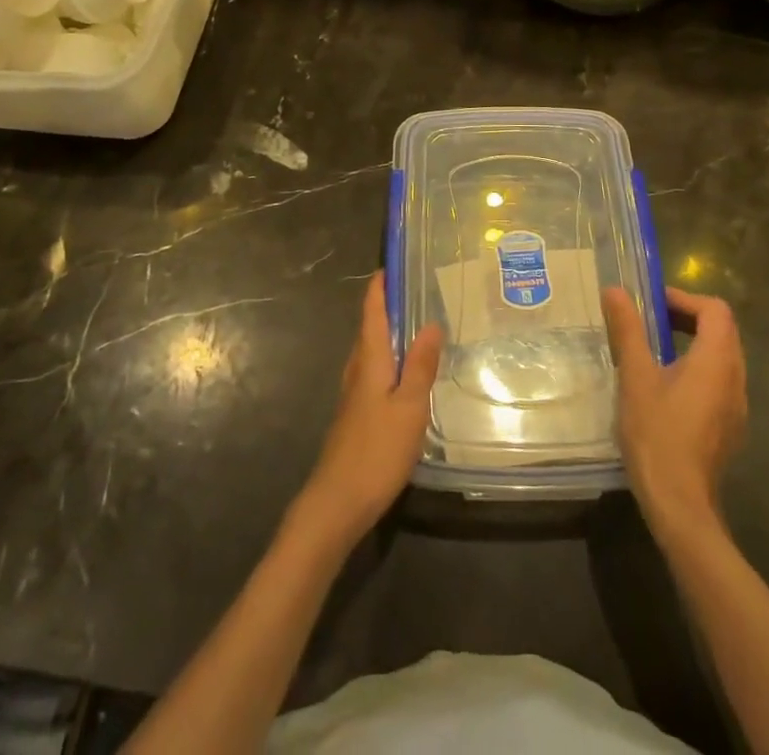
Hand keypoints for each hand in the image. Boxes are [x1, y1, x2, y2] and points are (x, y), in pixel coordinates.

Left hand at [295, 275, 442, 548]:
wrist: (337, 502)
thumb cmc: (376, 450)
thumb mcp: (409, 407)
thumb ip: (420, 366)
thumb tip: (431, 323)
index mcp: (369, 360)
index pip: (372, 312)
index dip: (379, 287)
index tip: (390, 265)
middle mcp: (357, 370)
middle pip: (369, 329)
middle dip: (385, 306)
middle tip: (412, 290)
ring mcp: (353, 394)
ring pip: (370, 352)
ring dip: (386, 333)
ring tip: (412, 325)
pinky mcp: (356, 415)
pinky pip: (372, 372)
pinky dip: (387, 359)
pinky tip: (403, 373)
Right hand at [603, 285, 745, 534]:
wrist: (679, 504)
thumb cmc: (657, 434)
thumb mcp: (635, 376)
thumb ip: (628, 330)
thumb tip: (614, 290)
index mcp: (717, 361)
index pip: (715, 310)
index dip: (685, 298)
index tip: (653, 304)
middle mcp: (736, 379)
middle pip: (722, 331)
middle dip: (688, 317)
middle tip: (650, 321)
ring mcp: (736, 406)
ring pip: (722, 357)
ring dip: (693, 342)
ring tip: (654, 348)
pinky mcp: (730, 427)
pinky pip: (719, 381)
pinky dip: (697, 368)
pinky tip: (667, 385)